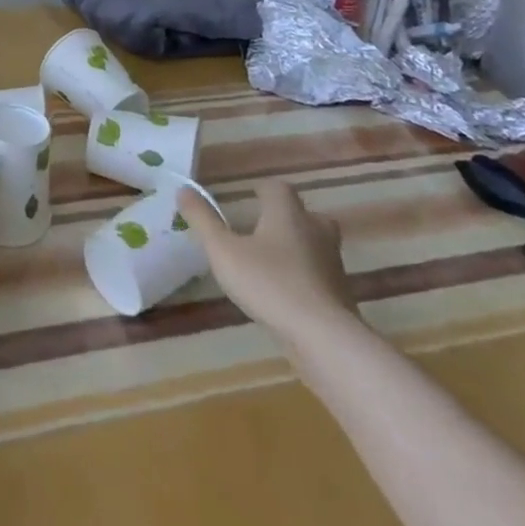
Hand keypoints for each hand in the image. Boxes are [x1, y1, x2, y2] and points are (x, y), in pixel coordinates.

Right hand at [179, 180, 355, 349]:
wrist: (325, 338)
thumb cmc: (269, 283)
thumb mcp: (223, 251)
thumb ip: (202, 220)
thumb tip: (183, 189)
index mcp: (287, 214)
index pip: (278, 188)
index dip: (263, 189)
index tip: (250, 196)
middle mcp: (315, 231)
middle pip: (304, 214)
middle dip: (287, 217)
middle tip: (264, 227)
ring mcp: (332, 264)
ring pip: (316, 244)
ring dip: (298, 247)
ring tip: (272, 261)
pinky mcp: (341, 294)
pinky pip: (320, 274)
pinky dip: (306, 276)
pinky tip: (287, 292)